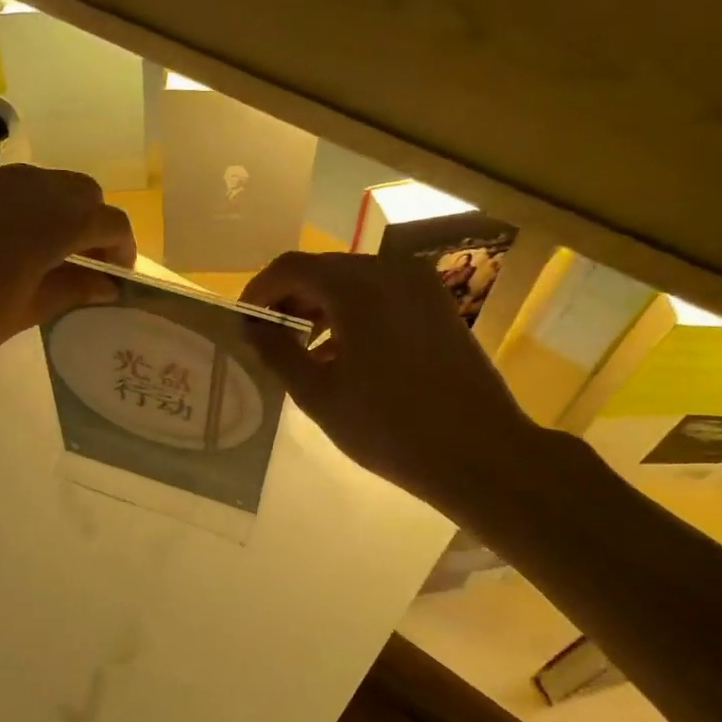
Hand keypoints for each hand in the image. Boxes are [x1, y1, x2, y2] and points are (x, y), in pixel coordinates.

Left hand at [0, 165, 135, 381]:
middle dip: (92, 222)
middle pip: (80, 190)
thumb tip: (108, 285)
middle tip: (83, 262)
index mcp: (50, 223)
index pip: (108, 221)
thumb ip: (72, 290)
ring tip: (42, 250)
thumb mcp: (24, 313)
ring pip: (40, 181)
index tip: (116, 276)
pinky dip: (15, 207)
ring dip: (55, 209)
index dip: (122, 248)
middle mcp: (23, 189)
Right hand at [241, 252, 538, 514]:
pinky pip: (381, 296)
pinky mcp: (436, 306)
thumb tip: (252, 327)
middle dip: (289, 299)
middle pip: (323, 269)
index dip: (259, 291)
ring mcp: (419, 286)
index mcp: (356, 286)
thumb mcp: (318, 394)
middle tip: (266, 337)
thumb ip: (277, 352)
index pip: (291, 268)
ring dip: (320, 307)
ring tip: (300, 350)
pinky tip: (341, 354)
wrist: (479, 453)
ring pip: (352, 282)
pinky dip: (352, 314)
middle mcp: (389, 271)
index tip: (242, 322)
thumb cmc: (388, 427)